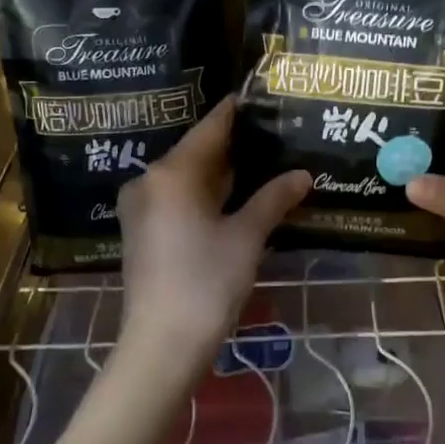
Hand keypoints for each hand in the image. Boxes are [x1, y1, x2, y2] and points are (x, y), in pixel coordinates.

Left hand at [115, 97, 309, 374]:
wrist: (161, 346)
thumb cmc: (207, 282)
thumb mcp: (247, 237)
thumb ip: (273, 198)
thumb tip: (303, 174)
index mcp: (173, 173)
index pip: (211, 128)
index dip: (237, 111)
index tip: (262, 98)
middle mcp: (150, 181)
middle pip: (198, 151)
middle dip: (235, 145)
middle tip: (274, 134)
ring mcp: (142, 207)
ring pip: (187, 176)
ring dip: (221, 172)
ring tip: (263, 162)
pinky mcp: (142, 231)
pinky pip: (177, 197)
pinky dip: (205, 193)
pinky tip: (236, 197)